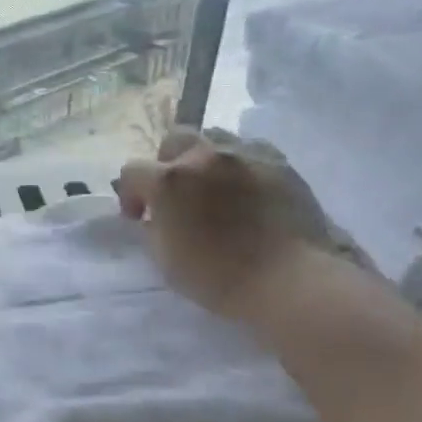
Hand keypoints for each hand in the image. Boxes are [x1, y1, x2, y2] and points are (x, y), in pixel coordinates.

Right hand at [117, 128, 369, 317]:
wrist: (290, 282)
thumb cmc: (218, 277)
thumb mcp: (165, 259)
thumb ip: (153, 227)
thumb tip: (154, 215)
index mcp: (169, 180)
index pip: (132, 172)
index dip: (131, 194)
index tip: (139, 217)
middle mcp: (204, 156)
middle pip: (174, 140)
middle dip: (167, 163)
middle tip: (177, 193)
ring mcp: (245, 155)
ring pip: (214, 138)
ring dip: (204, 159)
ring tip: (214, 186)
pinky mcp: (279, 163)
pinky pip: (250, 151)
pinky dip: (240, 165)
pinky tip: (247, 190)